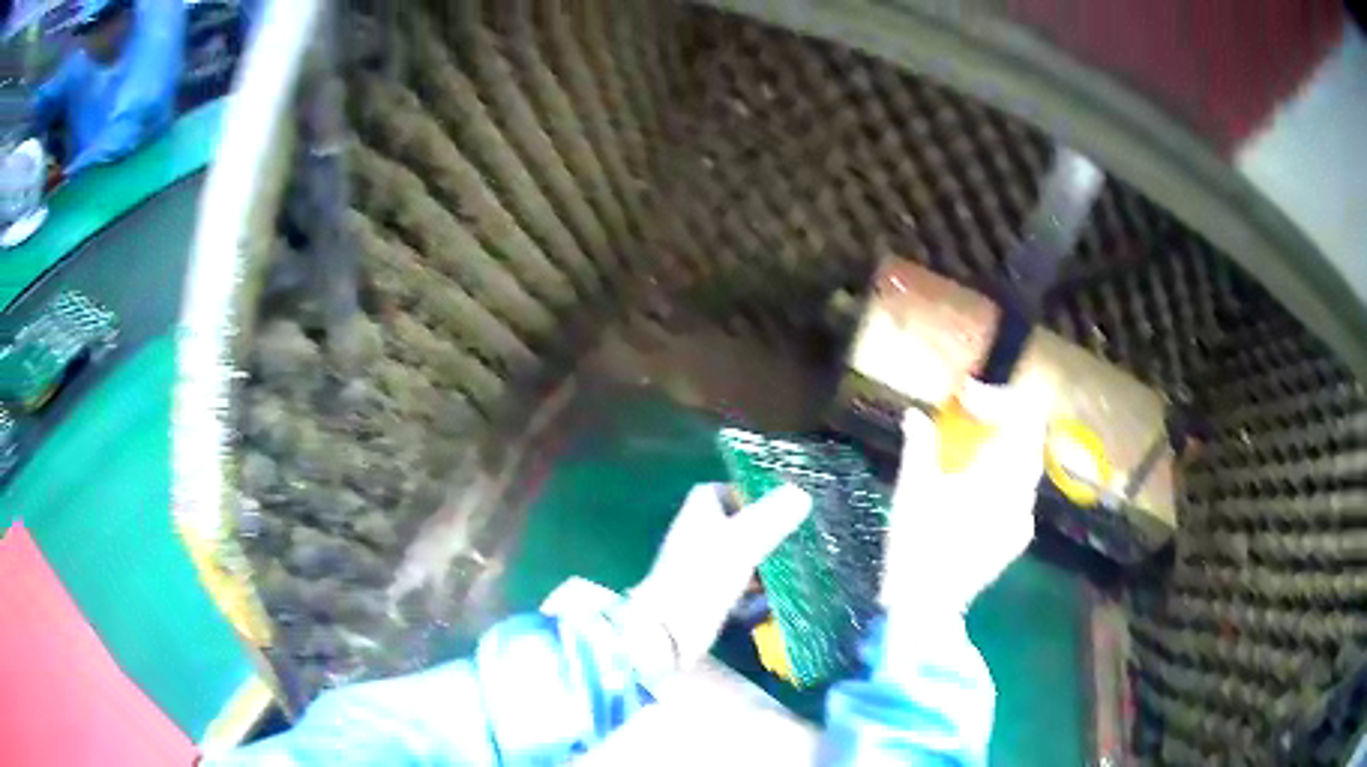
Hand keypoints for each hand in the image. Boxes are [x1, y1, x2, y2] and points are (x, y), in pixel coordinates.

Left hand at [625, 483, 810, 671]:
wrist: (668, 631)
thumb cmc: (704, 576)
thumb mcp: (744, 541)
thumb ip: (773, 517)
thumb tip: (801, 493)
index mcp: (697, 515)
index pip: (717, 491)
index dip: (744, 495)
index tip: (776, 508)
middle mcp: (693, 538)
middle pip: (729, 527)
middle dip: (760, 534)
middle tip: (790, 542)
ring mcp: (696, 571)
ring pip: (733, 559)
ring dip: (759, 565)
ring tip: (787, 573)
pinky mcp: (701, 600)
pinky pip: (732, 589)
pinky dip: (751, 594)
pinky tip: (769, 603)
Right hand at [881, 379, 1048, 614]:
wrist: (927, 605)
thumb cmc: (918, 544)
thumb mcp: (912, 489)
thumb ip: (919, 445)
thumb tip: (915, 415)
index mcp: (1001, 474)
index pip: (1023, 416)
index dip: (997, 398)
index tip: (965, 397)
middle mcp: (1023, 492)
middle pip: (1029, 438)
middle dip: (1002, 421)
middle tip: (970, 418)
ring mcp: (1024, 518)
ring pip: (1026, 467)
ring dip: (1003, 449)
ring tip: (970, 453)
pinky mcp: (1017, 539)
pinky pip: (1020, 494)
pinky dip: (1003, 479)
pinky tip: (975, 492)